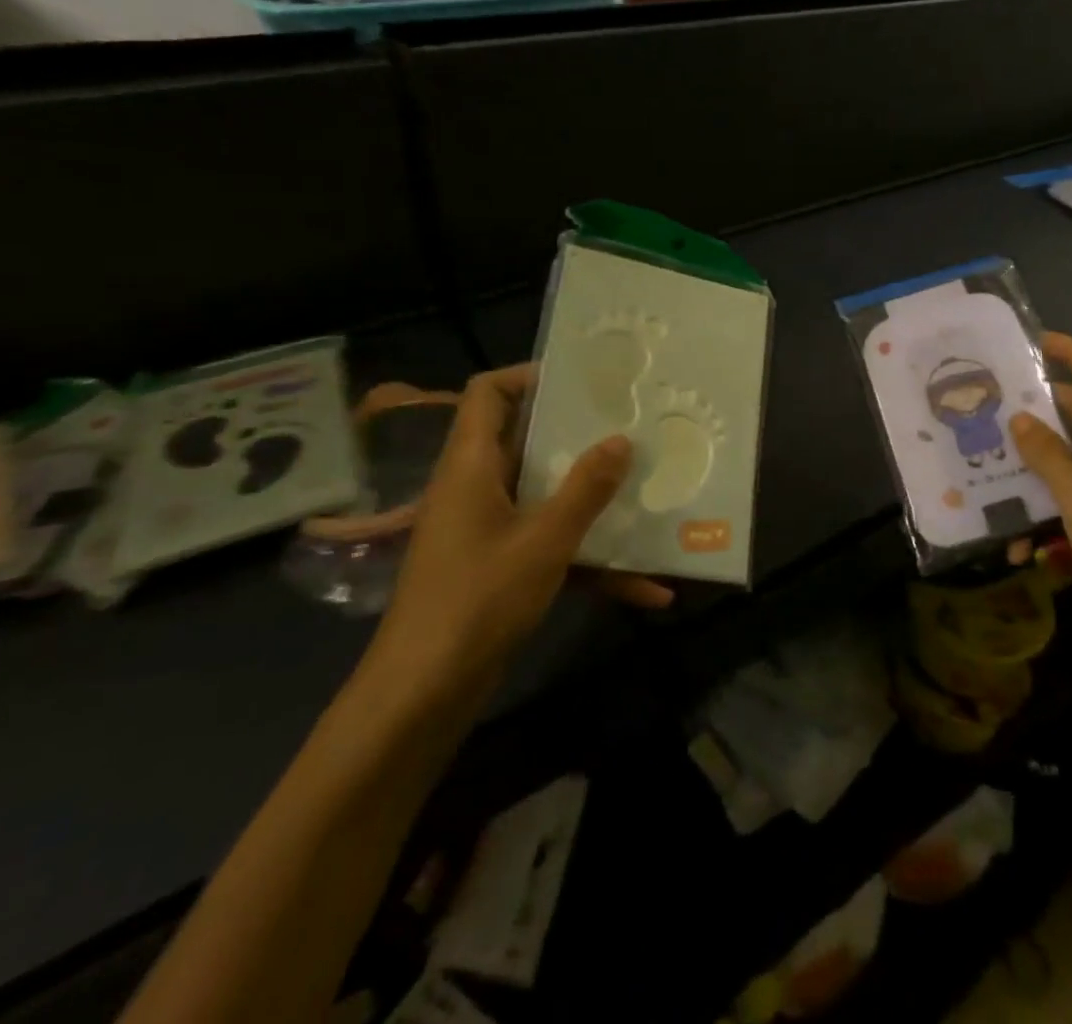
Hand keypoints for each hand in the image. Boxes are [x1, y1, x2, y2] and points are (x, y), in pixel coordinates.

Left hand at [358, 365, 667, 719]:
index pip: (487, 393)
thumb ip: (585, 489)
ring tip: (648, 489)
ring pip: (546, 497)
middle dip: (579, 435)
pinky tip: (648, 588)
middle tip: (630, 425)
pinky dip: (592, 561)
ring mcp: (488, 530)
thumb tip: (621, 439)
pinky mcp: (500, 568)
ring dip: (593, 500)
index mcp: (472, 465)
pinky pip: (552, 547)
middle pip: (525, 441)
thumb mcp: (544, 541)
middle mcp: (477, 488)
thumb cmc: (477, 601)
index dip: (528, 376)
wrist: (423, 696)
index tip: (583, 380)